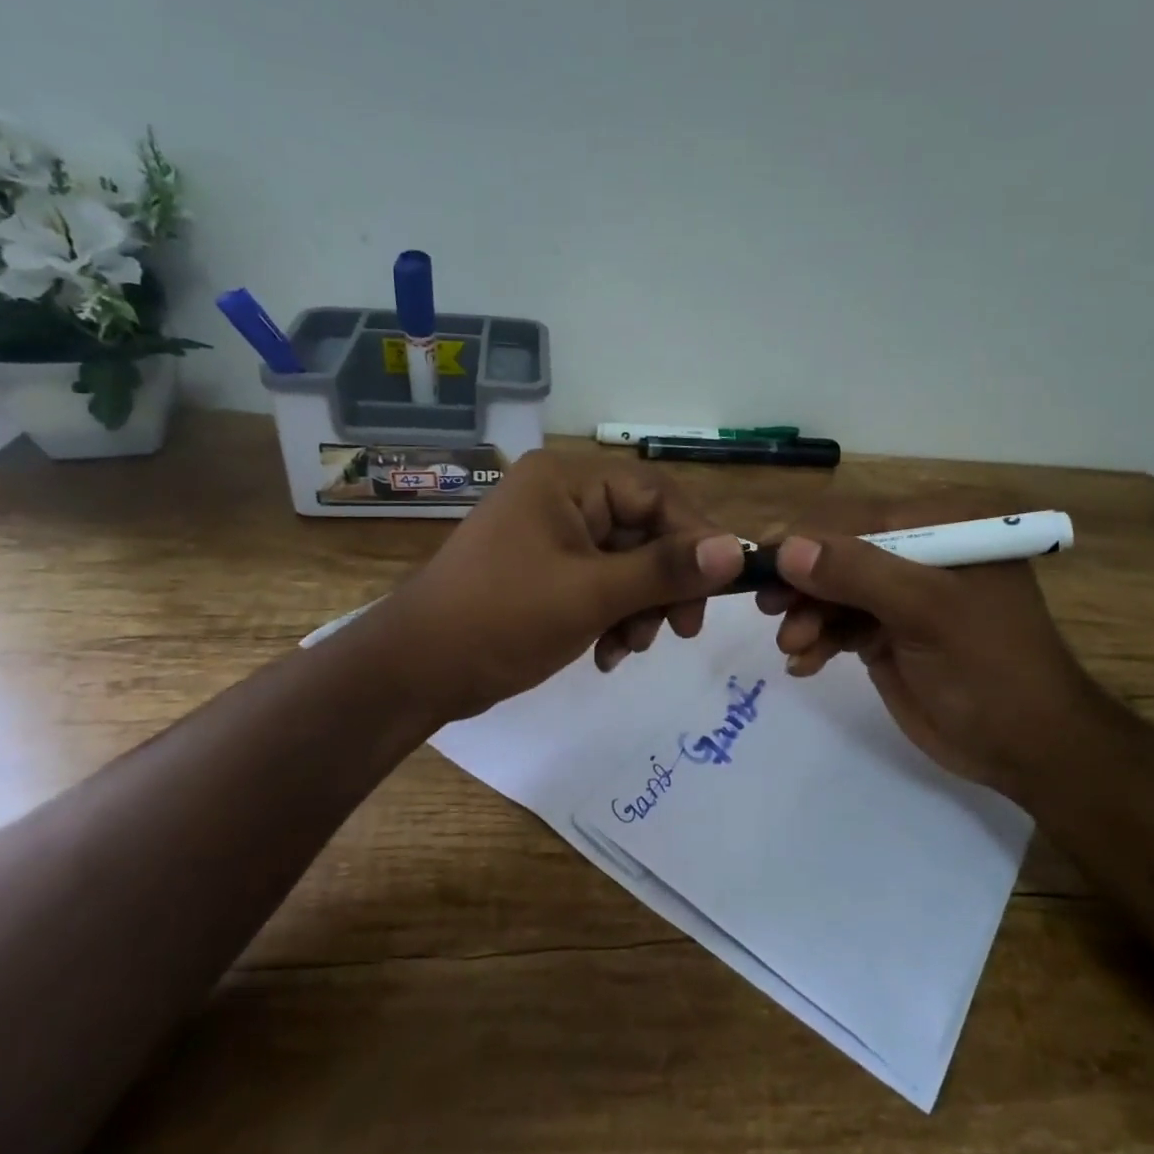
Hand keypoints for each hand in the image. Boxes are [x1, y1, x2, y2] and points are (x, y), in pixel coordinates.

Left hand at [371, 451, 744, 724]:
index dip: (695, 539)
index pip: (656, 494)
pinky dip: (613, 617)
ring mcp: (550, 536)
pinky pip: (600, 584)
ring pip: (626, 564)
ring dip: (640, 608)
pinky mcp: (545, 571)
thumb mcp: (592, 594)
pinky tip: (607, 654)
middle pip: (643, 531)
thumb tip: (738, 550)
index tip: (719, 589)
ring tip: (629, 648)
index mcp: (566, 481)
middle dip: (663, 585)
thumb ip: (667, 570)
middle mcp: (560, 497)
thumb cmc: (502, 619)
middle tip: (681, 630)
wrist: (415, 672)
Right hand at [757, 495, 1097, 797]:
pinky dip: (816, 640)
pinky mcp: (887, 631)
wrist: (1028, 749)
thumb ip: (858, 574)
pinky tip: (804, 664)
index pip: (857, 517)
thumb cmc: (990, 668)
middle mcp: (919, 550)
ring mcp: (901, 594)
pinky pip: (838, 623)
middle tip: (769, 610)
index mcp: (942, 525)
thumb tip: (787, 549)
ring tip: (793, 648)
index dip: (805, 538)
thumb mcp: (927, 612)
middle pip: (838, 552)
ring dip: (805, 616)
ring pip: (831, 590)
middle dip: (803, 583)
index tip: (759, 564)